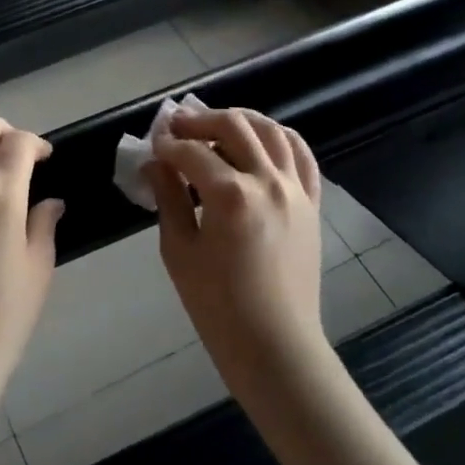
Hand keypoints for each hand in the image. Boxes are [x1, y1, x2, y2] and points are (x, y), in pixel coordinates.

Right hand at [146, 108, 326, 382]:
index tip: (152, 146)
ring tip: (217, 125)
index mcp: (231, 196)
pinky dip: (280, 138)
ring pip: (272, 131)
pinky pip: (302, 156)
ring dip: (241, 120)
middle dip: (200, 120)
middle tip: (177, 126)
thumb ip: (168, 199)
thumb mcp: (179, 251)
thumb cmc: (217, 306)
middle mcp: (268, 182)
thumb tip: (155, 164)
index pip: (192, 153)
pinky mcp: (312, 204)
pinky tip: (262, 140)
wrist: (274, 345)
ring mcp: (296, 190)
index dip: (167, 145)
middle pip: (234, 126)